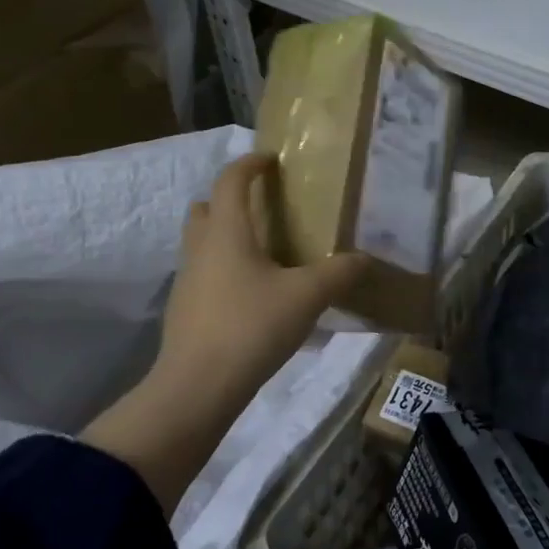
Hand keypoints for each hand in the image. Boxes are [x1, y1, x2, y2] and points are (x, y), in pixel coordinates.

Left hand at [145, 153, 366, 415]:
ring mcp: (187, 281)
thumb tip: (364, 259)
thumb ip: (339, 273)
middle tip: (261, 209)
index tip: (270, 160)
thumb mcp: (306, 297)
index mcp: (227, 233)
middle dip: (228, 200)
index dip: (249, 164)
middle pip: (204, 208)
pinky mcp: (184, 311)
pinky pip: (203, 274)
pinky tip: (250, 294)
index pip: (230, 182)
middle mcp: (200, 249)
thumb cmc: (251, 327)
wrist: (197, 388)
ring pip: (200, 243)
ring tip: (261, 252)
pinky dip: (222, 269)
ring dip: (224, 236)